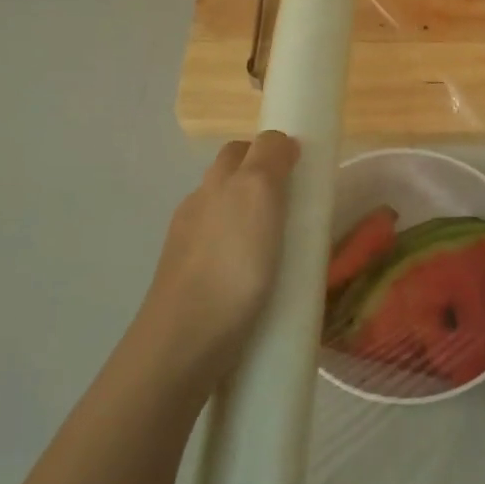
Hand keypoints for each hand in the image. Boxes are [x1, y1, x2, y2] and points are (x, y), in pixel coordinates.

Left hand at [137, 131, 299, 385]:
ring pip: (224, 222)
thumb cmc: (231, 263)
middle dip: (259, 185)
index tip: (300, 171)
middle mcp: (196, 209)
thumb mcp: (257, 194)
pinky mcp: (189, 287)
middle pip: (229, 183)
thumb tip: (281, 141)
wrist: (184, 342)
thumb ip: (269, 158)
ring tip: (283, 249)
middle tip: (297, 208)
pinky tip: (259, 282)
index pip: (241, 150)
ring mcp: (187, 250)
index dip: (269, 151)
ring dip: (251, 225)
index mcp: (215, 184)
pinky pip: (221, 259)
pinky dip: (241, 259)